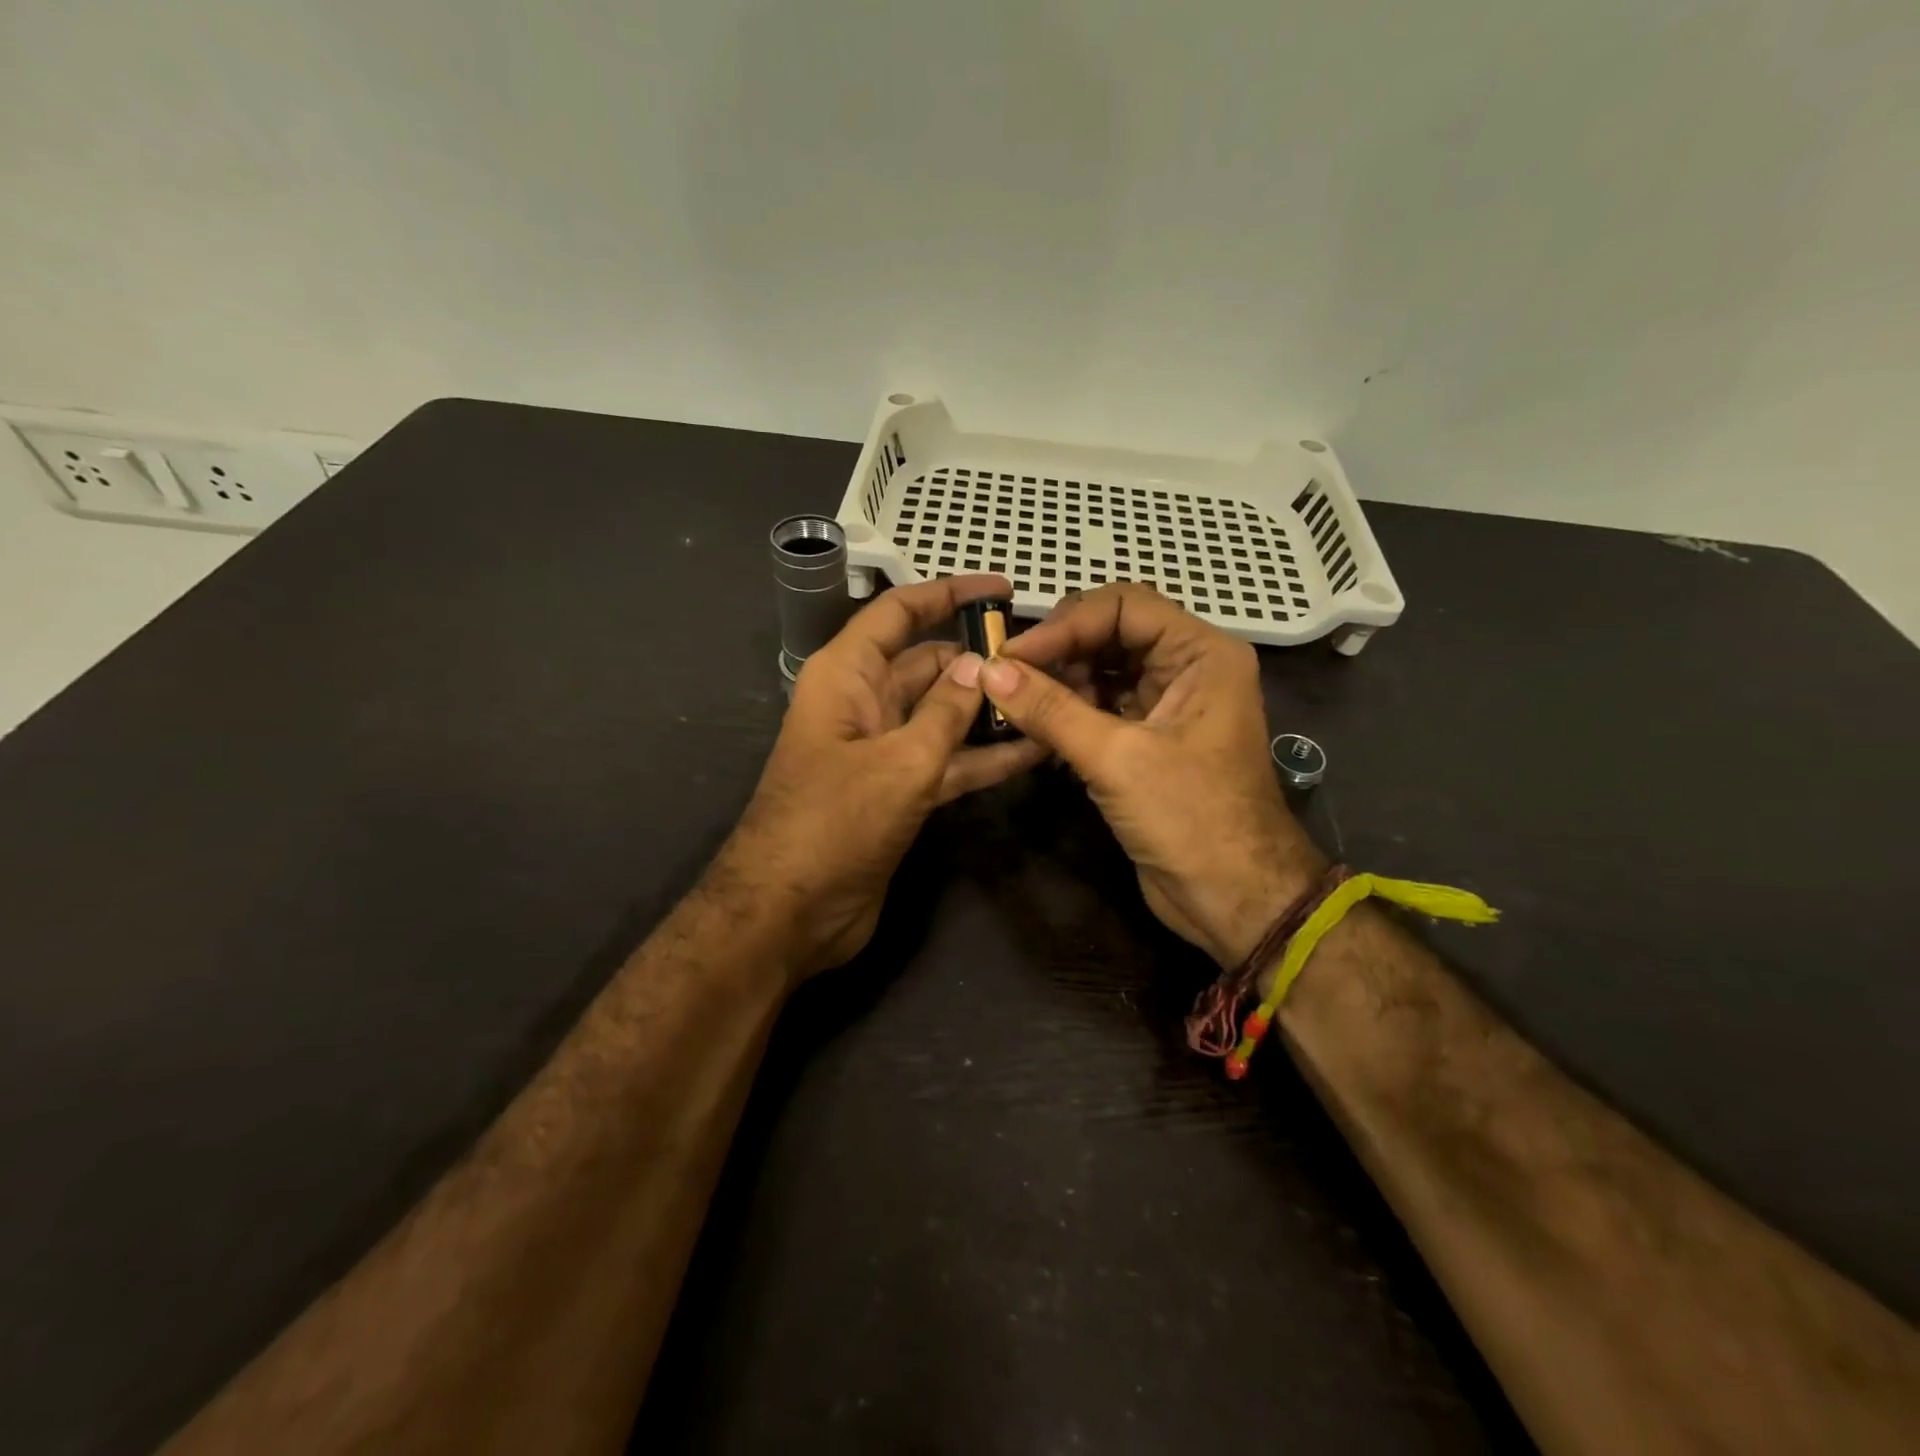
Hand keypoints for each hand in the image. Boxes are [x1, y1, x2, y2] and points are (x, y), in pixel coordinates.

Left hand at [722, 574, 1045, 979]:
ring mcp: (882, 750)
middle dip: (980, 658)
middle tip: (1046, 659)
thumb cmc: (835, 823)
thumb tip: (981, 664)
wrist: (790, 913)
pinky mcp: (899, 792)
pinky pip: (948, 761)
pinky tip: (1033, 752)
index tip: (1001, 590)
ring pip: (943, 715)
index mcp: (846, 675)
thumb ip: (946, 711)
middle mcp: (864, 703)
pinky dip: (984, 757)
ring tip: (1052, 700)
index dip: (948, 594)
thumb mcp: (900, 761)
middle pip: (928, 664)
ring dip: (989, 711)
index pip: (899, 614)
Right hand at [982, 584, 1325, 966]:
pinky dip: (1068, 714)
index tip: (1012, 656)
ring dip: (1059, 684)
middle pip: (1111, 634)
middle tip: (1007, 677)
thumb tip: (987, 672)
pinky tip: (1035, 731)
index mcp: (1201, 654)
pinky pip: (1101, 708)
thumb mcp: (1117, 758)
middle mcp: (1187, 669)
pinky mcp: (1148, 741)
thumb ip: (1051, 710)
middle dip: (1059, 652)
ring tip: (1017, 706)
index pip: (1124, 606)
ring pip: (1102, 672)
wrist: (1235, 901)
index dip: (1066, 624)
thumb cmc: (1191, 819)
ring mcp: (1167, 706)